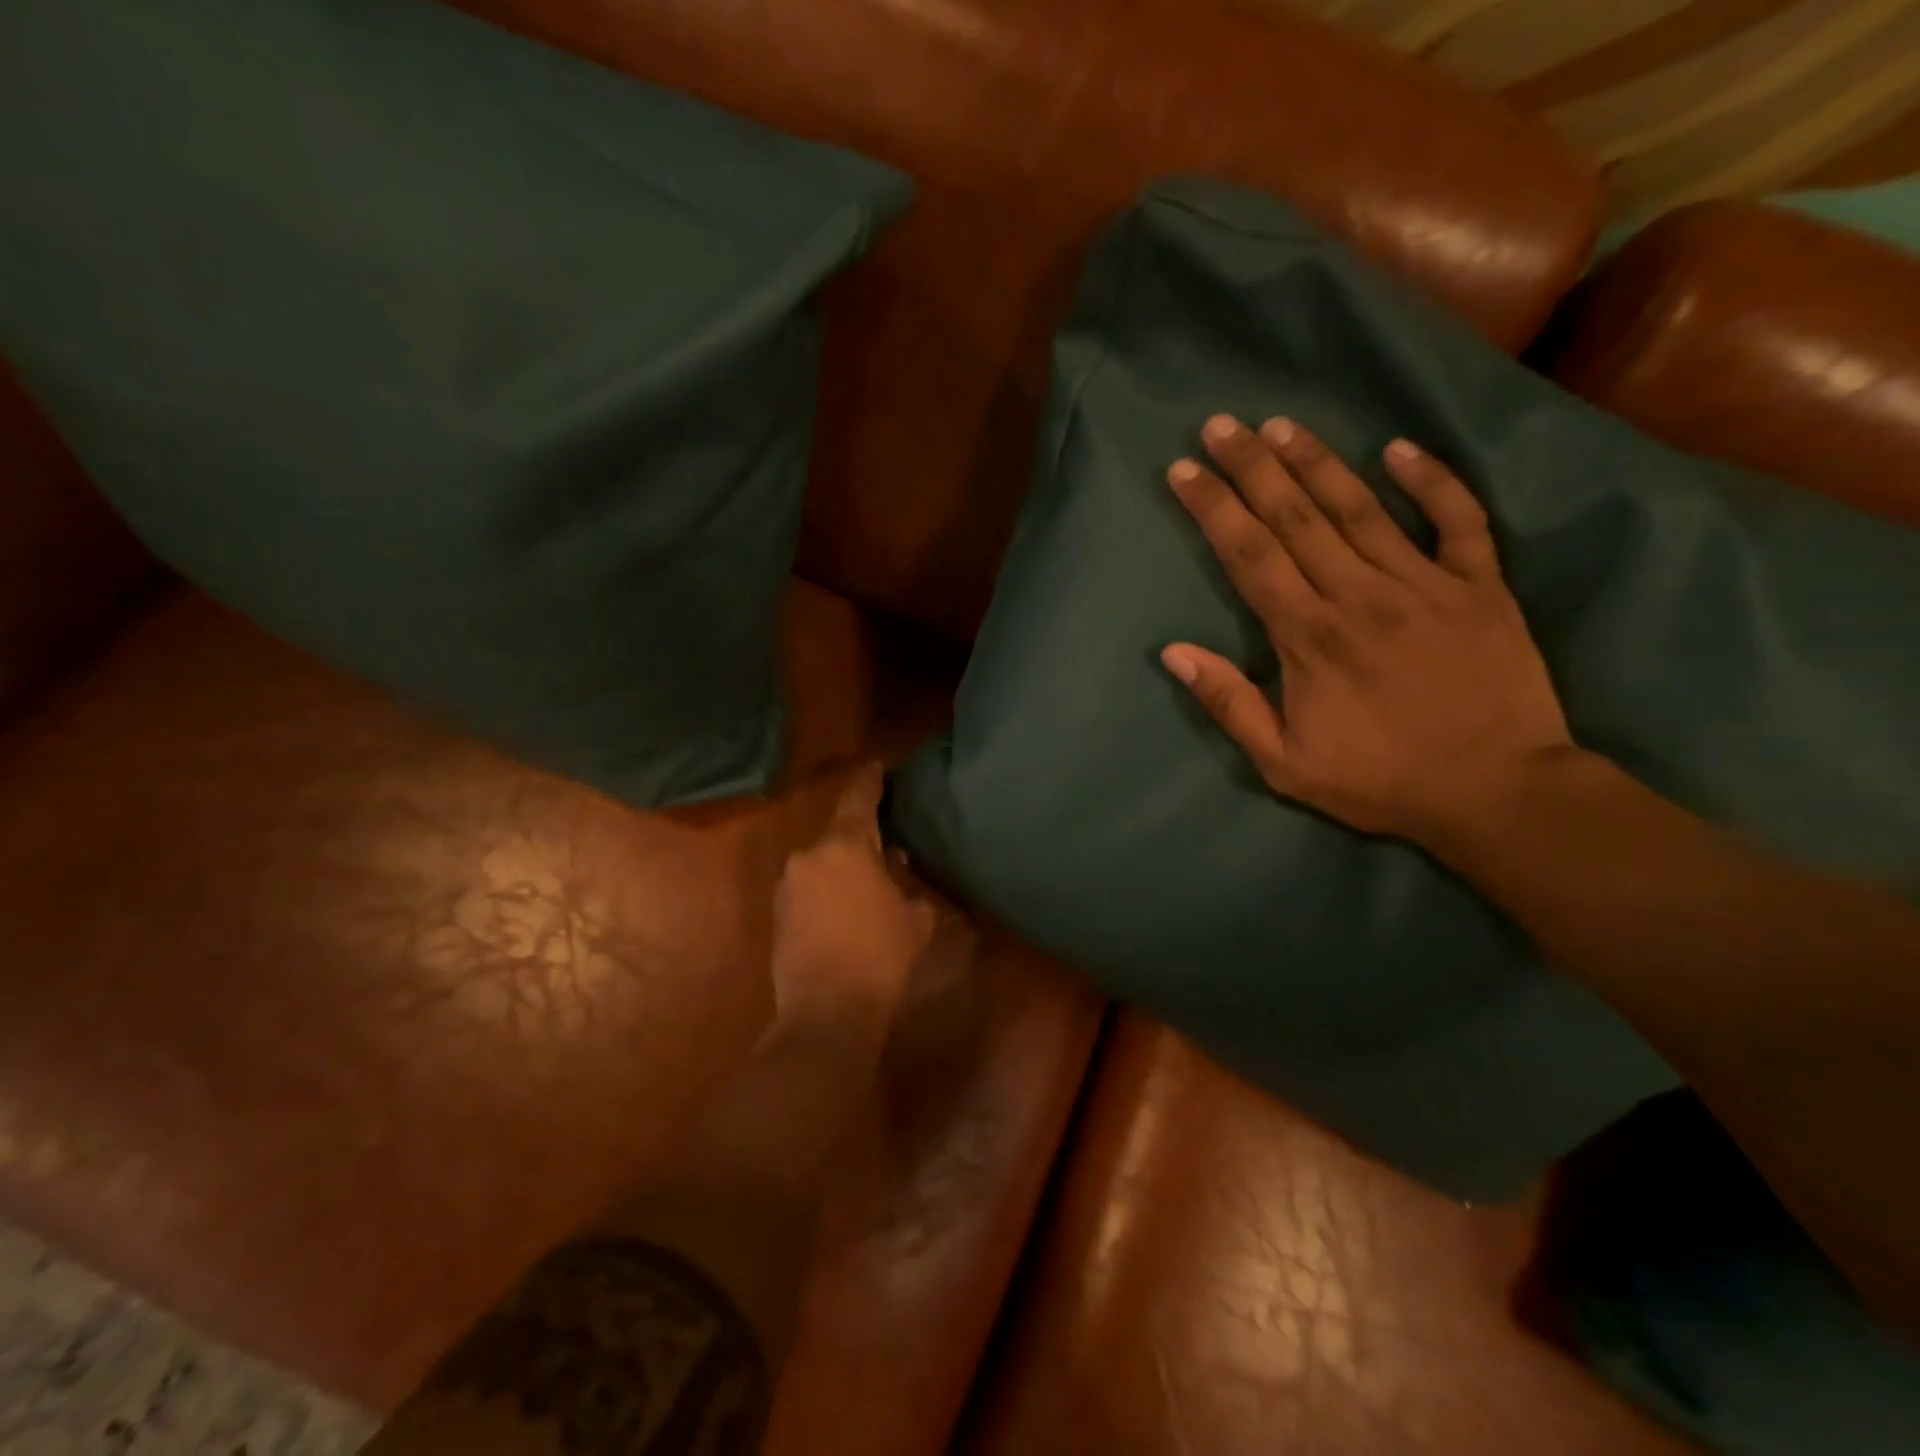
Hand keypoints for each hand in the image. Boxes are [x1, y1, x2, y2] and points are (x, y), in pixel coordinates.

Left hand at [767, 762, 938, 1039]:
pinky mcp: (777, 911)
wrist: (827, 1012)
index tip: (879, 765)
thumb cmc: (881, 955)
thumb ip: (908, 881)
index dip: (871, 779)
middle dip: (861, 832)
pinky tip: (846, 906)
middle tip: (886, 839)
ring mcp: (787, 883)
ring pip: (821, 859)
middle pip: (838, 830)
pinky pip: (808, 884)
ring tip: (868, 878)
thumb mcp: (915, 917)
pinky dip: (827, 886)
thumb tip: (896, 863)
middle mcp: (808, 855)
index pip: (858, 796)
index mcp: (844, 845)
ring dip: (842, 863)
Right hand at [1161, 414, 1572, 844]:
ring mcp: (1426, 584)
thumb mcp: (1284, 765)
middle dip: (1252, 467)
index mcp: (1309, 637)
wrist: (1499, 793)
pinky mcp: (1481, 587)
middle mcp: (1360, 595)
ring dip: (1318, 461)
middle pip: (1295, 517)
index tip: (1184, 470)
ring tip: (1281, 424)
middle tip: (1221, 424)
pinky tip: (1401, 448)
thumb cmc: (1381, 781)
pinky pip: (1458, 521)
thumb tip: (1174, 653)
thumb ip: (1230, 704)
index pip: (1249, 556)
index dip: (1213, 508)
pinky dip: (1433, 481)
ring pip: (1361, 507)